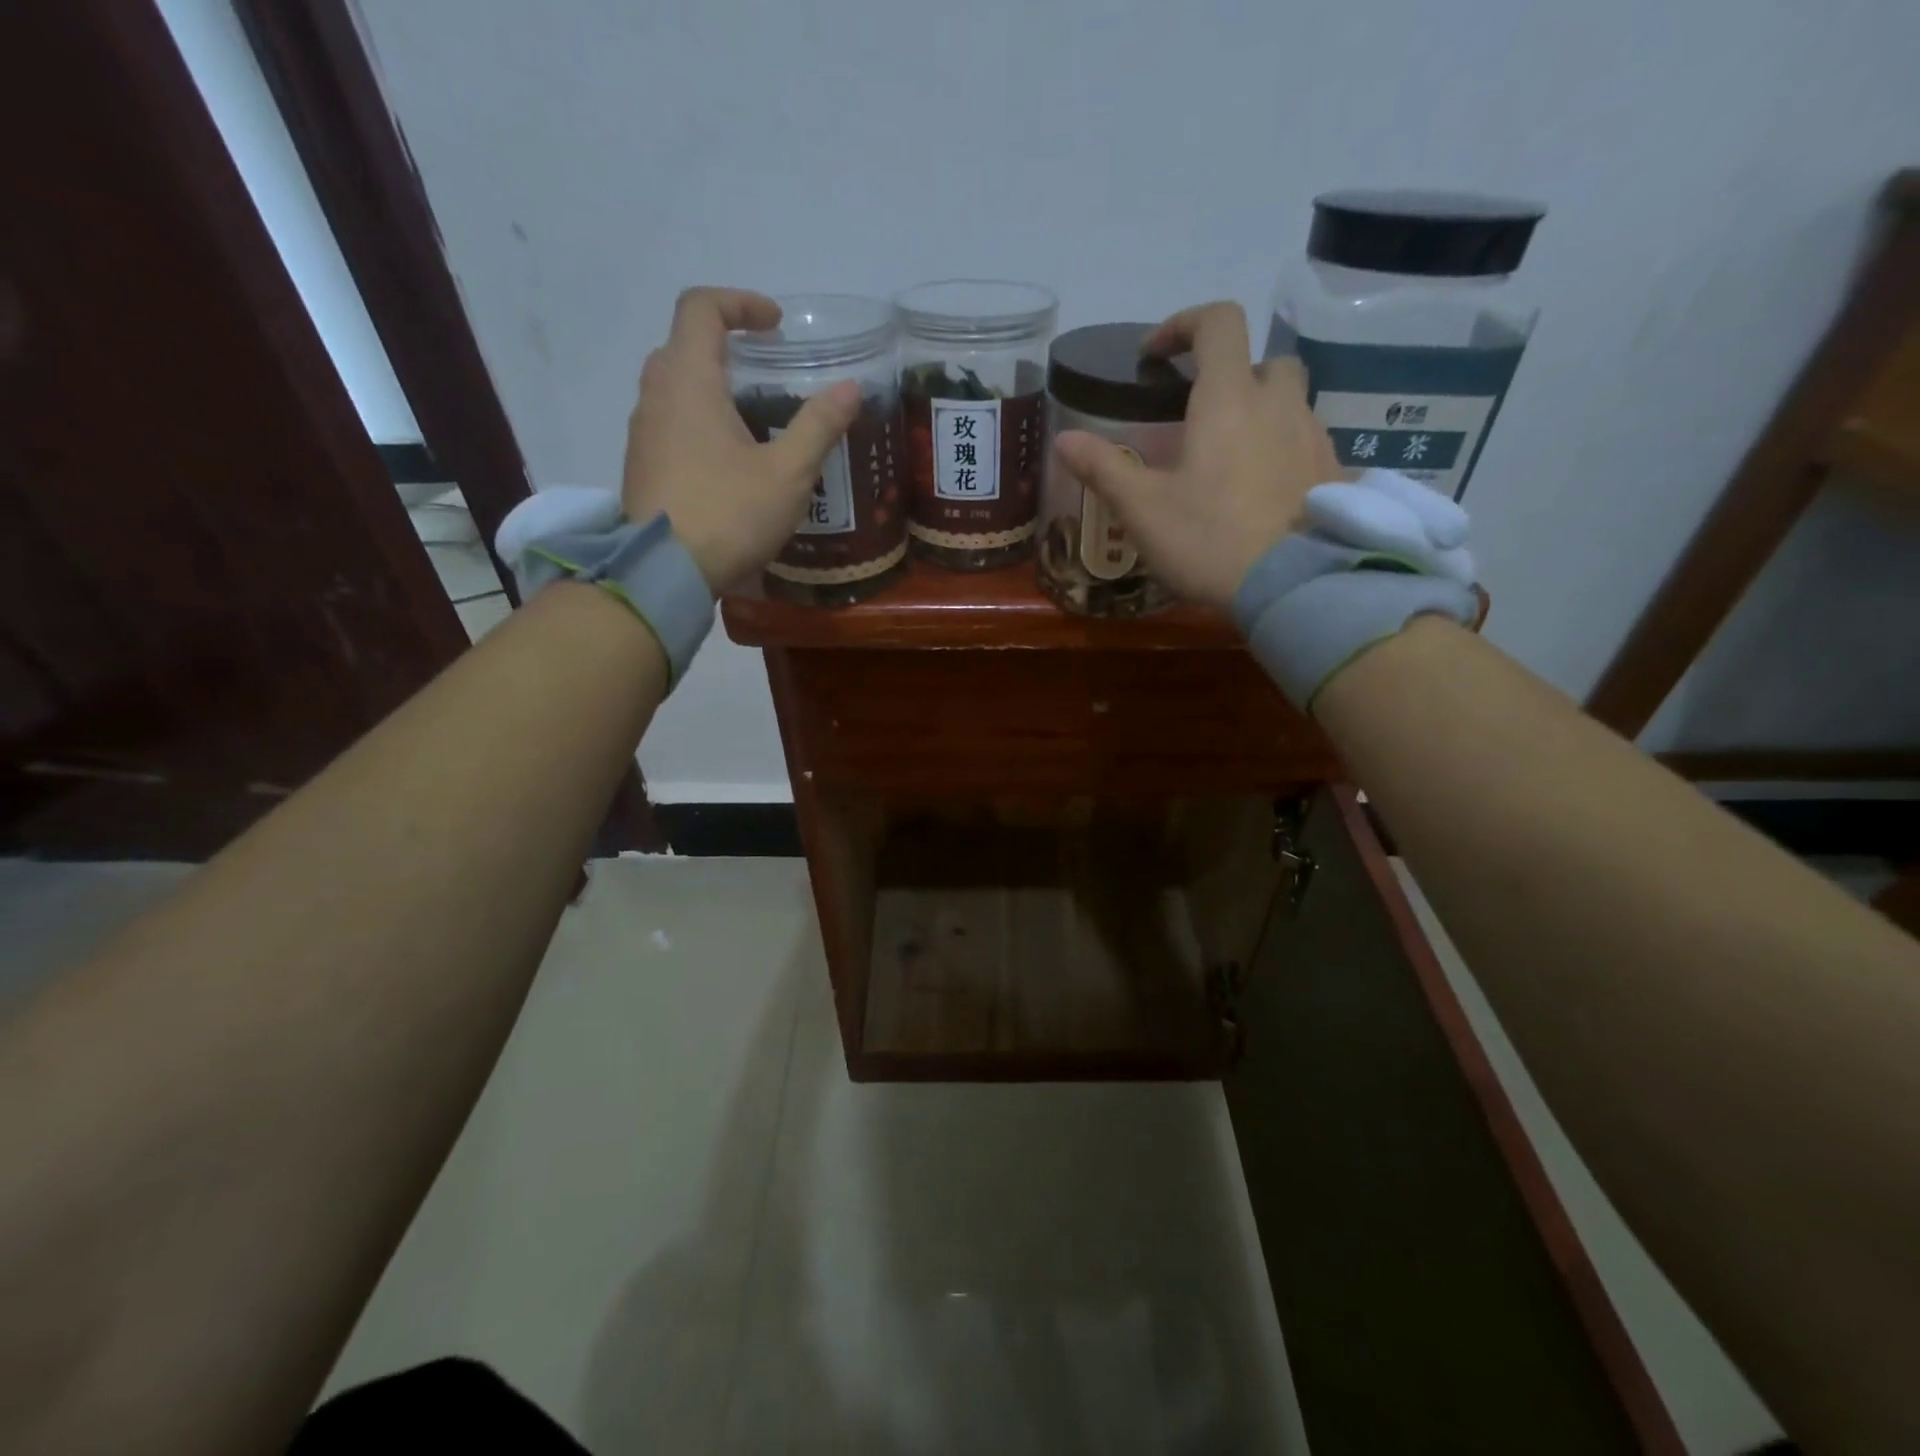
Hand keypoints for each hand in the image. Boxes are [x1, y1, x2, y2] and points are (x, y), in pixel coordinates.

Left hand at [621, 287, 860, 591]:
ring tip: (754, 418)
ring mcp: (642, 432)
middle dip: (726, 345)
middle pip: (684, 344)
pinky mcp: (641, 465)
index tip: (775, 324)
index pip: (701, 307)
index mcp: (689, 380)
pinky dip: (698, 420)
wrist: (664, 572)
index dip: (740, 303)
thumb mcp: (788, 472)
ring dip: (712, 385)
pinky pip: (669, 422)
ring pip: (674, 386)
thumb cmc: (729, 514)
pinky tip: (729, 460)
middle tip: (766, 370)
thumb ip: (819, 425)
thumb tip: (851, 388)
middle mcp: (656, 394)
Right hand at [1051, 301, 1339, 613]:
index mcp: (1229, 399)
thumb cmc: (1209, 540)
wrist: (1295, 586)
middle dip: (1232, 375)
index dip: (1183, 325)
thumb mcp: (1143, 510)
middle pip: (1264, 361)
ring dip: (1261, 414)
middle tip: (1203, 417)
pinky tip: (1262, 493)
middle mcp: (1279, 404)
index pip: (1218, 323)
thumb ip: (1103, 469)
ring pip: (1290, 403)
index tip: (1156, 357)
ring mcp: (1314, 437)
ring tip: (1231, 462)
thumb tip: (1062, 440)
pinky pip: (1306, 443)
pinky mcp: (1335, 472)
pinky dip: (1282, 450)